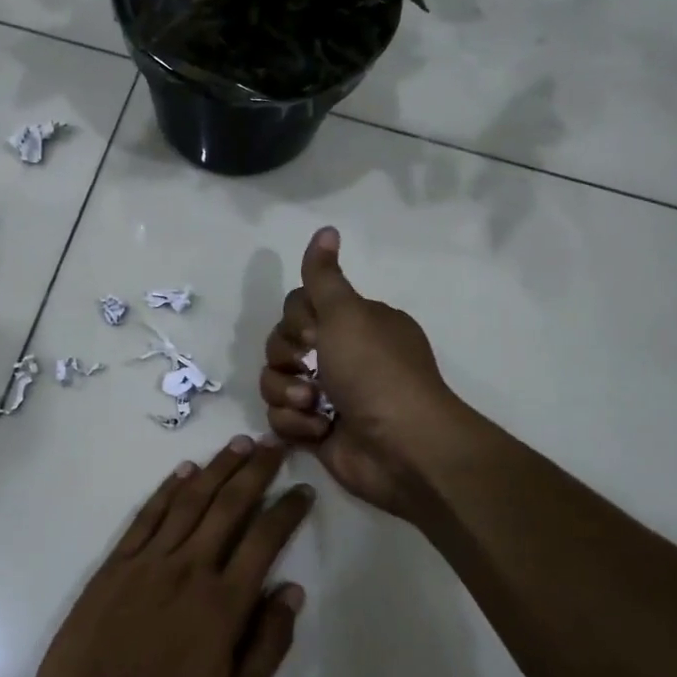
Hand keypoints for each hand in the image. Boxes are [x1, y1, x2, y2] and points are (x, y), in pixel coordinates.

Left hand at [27, 436, 311, 676]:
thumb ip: (268, 645)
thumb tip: (292, 590)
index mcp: (222, 604)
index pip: (265, 540)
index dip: (288, 510)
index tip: (303, 490)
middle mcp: (189, 569)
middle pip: (229, 507)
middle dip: (256, 471)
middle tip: (274, 445)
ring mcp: (148, 562)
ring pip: (190, 501)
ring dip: (217, 469)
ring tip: (238, 444)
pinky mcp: (115, 565)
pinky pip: (147, 516)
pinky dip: (168, 489)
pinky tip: (185, 470)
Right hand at [259, 227, 463, 519]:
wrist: (401, 447)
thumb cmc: (376, 372)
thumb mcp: (348, 314)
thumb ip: (324, 276)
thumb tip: (325, 229)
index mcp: (354, 324)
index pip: (299, 308)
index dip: (296, 321)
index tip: (312, 334)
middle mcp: (341, 355)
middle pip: (281, 344)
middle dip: (287, 358)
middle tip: (311, 370)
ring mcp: (328, 395)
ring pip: (275, 381)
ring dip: (287, 393)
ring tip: (313, 407)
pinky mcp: (316, 431)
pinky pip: (281, 417)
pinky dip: (295, 424)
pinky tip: (319, 431)